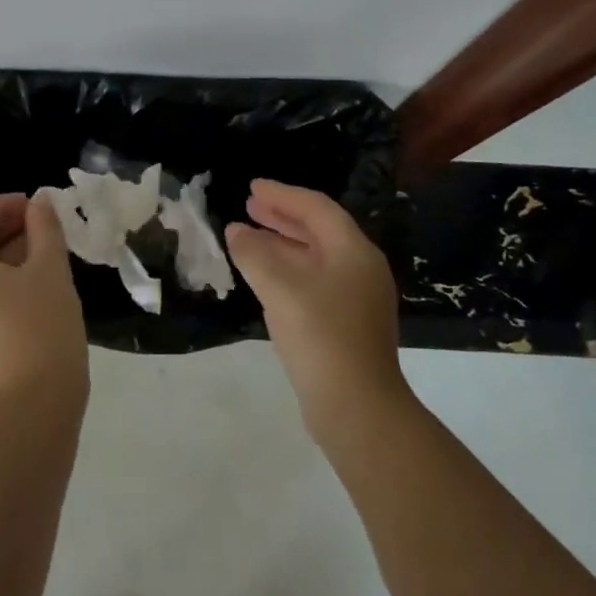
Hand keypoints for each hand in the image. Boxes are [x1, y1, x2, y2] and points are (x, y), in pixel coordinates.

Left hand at [0, 192, 88, 411]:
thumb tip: (40, 202)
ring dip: (6, 255)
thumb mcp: (51, 269)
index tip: (35, 205)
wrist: (33, 407)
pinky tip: (37, 287)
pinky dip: (3, 281)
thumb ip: (44, 229)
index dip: (0, 206)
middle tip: (42, 226)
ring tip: (46, 254)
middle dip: (4, 228)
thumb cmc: (42, 327)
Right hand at [225, 179, 410, 442]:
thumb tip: (235, 231)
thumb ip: (254, 254)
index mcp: (353, 251)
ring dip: (281, 244)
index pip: (316, 208)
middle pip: (318, 230)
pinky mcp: (347, 324)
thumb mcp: (281, 288)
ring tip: (247, 237)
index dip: (282, 195)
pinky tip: (264, 278)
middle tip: (249, 206)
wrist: (358, 408)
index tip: (252, 187)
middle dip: (282, 217)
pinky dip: (287, 270)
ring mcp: (357, 298)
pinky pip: (314, 281)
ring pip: (315, 257)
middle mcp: (360, 268)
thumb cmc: (321, 336)